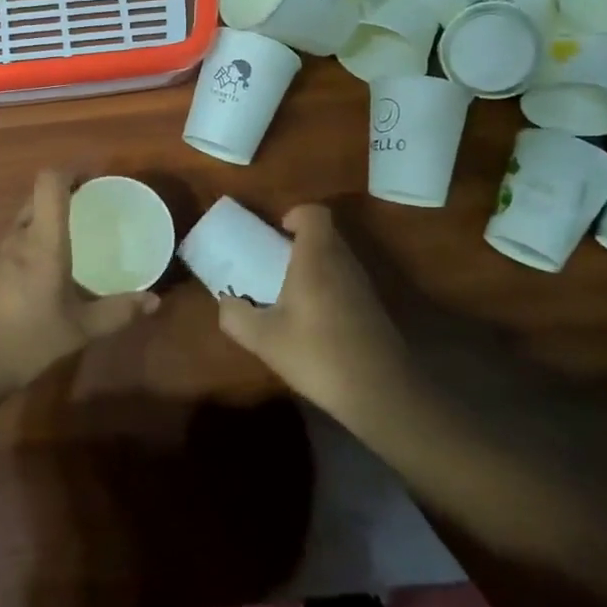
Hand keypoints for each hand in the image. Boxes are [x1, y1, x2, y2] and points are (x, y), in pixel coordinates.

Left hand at [0, 169, 159, 400]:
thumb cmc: (23, 342)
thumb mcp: (77, 331)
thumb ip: (116, 313)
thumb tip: (153, 301)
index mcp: (41, 242)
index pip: (49, 183)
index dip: (71, 171)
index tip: (95, 178)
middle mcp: (16, 239)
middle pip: (36, 198)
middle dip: (64, 195)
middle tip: (92, 208)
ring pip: (23, 222)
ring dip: (47, 220)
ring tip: (75, 238)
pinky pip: (13, 244)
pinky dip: (32, 244)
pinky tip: (46, 272)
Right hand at [217, 204, 417, 426]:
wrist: (380, 392)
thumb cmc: (317, 354)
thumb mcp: (264, 339)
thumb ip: (236, 316)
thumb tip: (227, 302)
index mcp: (317, 258)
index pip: (314, 213)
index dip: (296, 215)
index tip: (278, 233)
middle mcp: (343, 263)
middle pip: (326, 235)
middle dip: (300, 243)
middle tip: (275, 264)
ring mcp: (363, 286)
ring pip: (337, 259)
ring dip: (315, 267)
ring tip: (290, 294)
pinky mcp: (374, 309)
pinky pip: (346, 282)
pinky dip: (329, 289)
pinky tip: (313, 321)